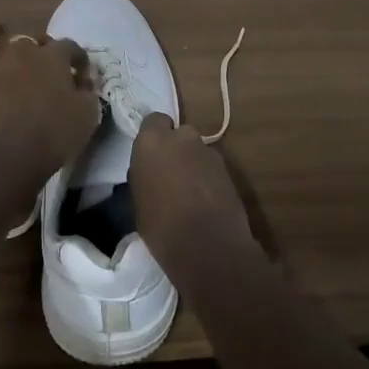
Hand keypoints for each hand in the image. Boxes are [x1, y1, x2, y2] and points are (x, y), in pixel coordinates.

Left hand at [0, 20, 99, 178]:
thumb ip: (87, 92)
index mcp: (51, 59)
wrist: (10, 162)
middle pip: (29, 40)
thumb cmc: (55, 138)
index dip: (77, 60)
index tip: (82, 76)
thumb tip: (84, 80)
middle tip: (45, 65)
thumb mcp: (88, 115)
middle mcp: (18, 55)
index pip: (69, 48)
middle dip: (39, 46)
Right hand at [129, 113, 256, 278]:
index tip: (153, 156)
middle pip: (179, 134)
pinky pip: (212, 167)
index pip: (154, 121)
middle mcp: (181, 138)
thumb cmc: (161, 228)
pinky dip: (209, 178)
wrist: (207, 247)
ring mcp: (208, 151)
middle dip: (177, 149)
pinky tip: (207, 201)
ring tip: (192, 192)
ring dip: (194, 163)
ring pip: (197, 151)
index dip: (155, 136)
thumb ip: (145, 176)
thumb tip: (152, 174)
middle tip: (172, 174)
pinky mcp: (229, 168)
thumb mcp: (139, 201)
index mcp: (152, 142)